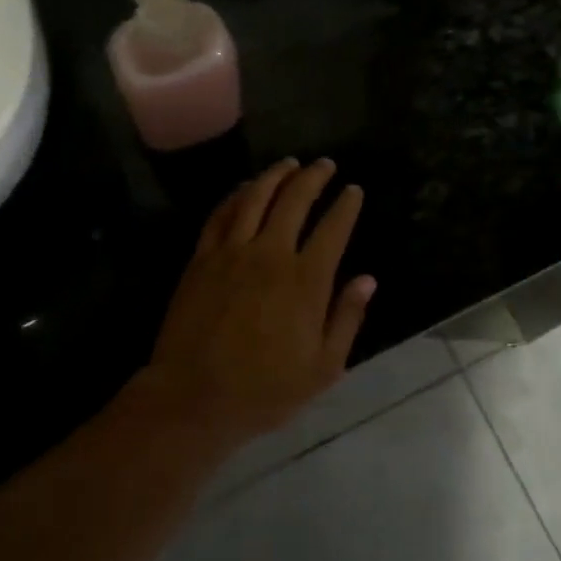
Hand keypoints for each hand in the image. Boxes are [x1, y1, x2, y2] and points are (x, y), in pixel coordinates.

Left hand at [141, 158, 374, 444]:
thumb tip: (367, 279)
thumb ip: (346, 319)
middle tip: (325, 164)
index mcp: (306, 282)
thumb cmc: (264, 390)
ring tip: (289, 163)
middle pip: (295, 200)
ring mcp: (232, 253)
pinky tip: (246, 188)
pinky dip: (236, 194)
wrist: (193, 397)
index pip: (332, 229)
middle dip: (314, 177)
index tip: (353, 190)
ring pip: (255, 198)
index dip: (346, 205)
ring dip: (276, 175)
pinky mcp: (202, 258)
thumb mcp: (322, 368)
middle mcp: (270, 255)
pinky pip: (221, 214)